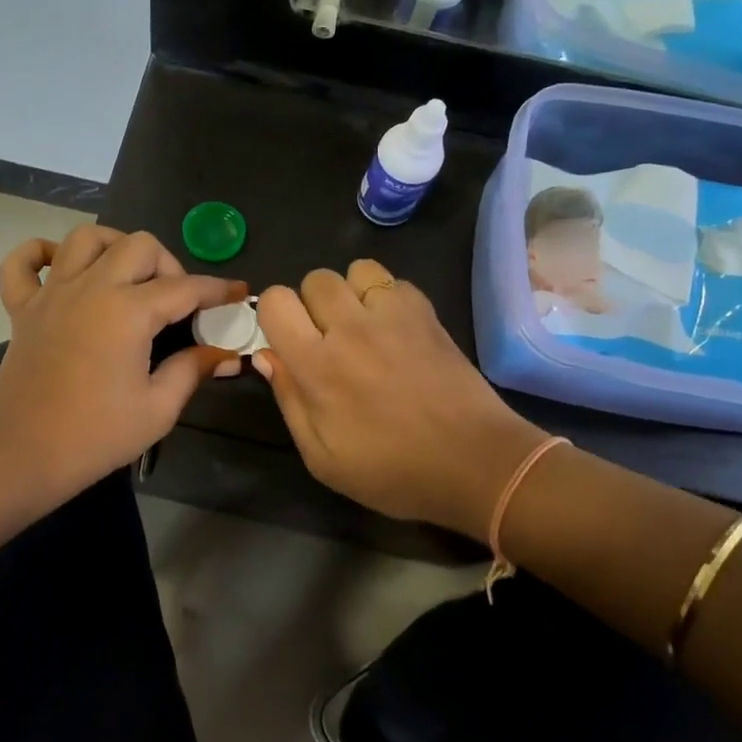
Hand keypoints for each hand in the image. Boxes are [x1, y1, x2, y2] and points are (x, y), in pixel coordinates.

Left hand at [0, 226, 244, 499]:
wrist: (23, 456)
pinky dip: (41, 253)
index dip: (218, 289)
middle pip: (139, 245)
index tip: (238, 292)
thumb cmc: (96, 436)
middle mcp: (91, 288)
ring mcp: (52, 293)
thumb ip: (192, 370)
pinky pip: (23, 262)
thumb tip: (224, 354)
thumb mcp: (158, 409)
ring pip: (86, 237)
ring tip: (127, 276)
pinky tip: (61, 268)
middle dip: (168, 264)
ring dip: (114, 247)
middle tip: (175, 300)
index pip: (185, 288)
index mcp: (128, 312)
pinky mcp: (22, 307)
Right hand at [253, 260, 549, 537]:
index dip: (274, 315)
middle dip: (312, 303)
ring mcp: (393, 315)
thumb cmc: (393, 472)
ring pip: (356, 269)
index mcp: (317, 365)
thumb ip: (289, 401)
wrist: (475, 463)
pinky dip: (388, 298)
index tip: (287, 340)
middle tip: (328, 338)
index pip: (275, 301)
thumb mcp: (323, 459)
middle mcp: (350, 328)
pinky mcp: (427, 313)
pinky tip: (396, 330)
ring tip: (362, 325)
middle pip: (314, 278)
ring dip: (351, 293)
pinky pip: (395, 281)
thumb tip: (266, 356)